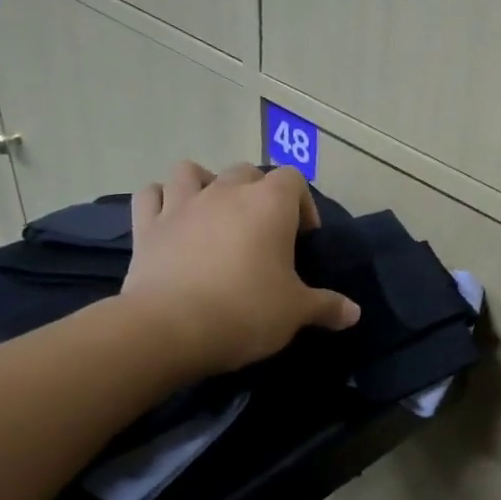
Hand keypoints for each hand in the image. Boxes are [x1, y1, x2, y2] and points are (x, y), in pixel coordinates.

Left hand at [121, 161, 359, 374]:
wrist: (171, 329)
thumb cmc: (246, 311)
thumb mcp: (297, 312)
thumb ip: (328, 306)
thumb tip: (354, 313)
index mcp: (269, 205)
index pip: (293, 180)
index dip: (302, 205)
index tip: (302, 239)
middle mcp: (226, 192)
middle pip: (246, 172)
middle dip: (257, 194)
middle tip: (262, 232)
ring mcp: (181, 205)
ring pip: (191, 171)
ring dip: (204, 185)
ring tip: (213, 215)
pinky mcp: (146, 226)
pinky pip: (150, 195)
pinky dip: (161, 201)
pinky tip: (169, 220)